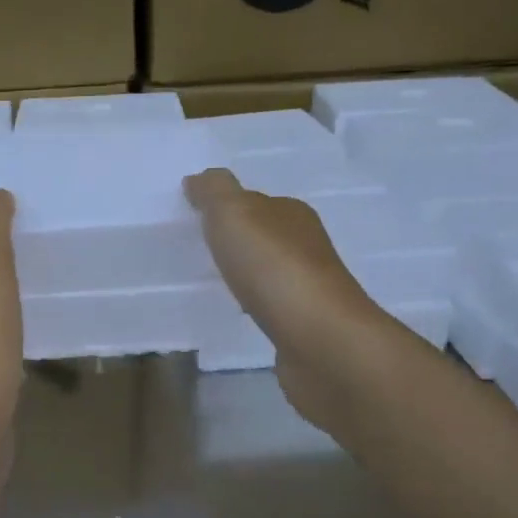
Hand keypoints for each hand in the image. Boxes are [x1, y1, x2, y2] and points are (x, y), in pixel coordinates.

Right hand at [185, 167, 384, 438]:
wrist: (320, 339)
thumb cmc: (274, 267)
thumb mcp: (234, 214)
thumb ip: (215, 192)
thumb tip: (198, 178)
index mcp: (292, 214)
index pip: (257, 202)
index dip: (228, 207)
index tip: (197, 219)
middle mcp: (306, 246)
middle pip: (265, 236)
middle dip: (237, 241)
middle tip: (198, 250)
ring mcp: (308, 288)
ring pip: (269, 271)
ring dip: (247, 274)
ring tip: (213, 282)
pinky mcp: (304, 326)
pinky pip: (272, 306)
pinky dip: (255, 305)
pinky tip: (240, 313)